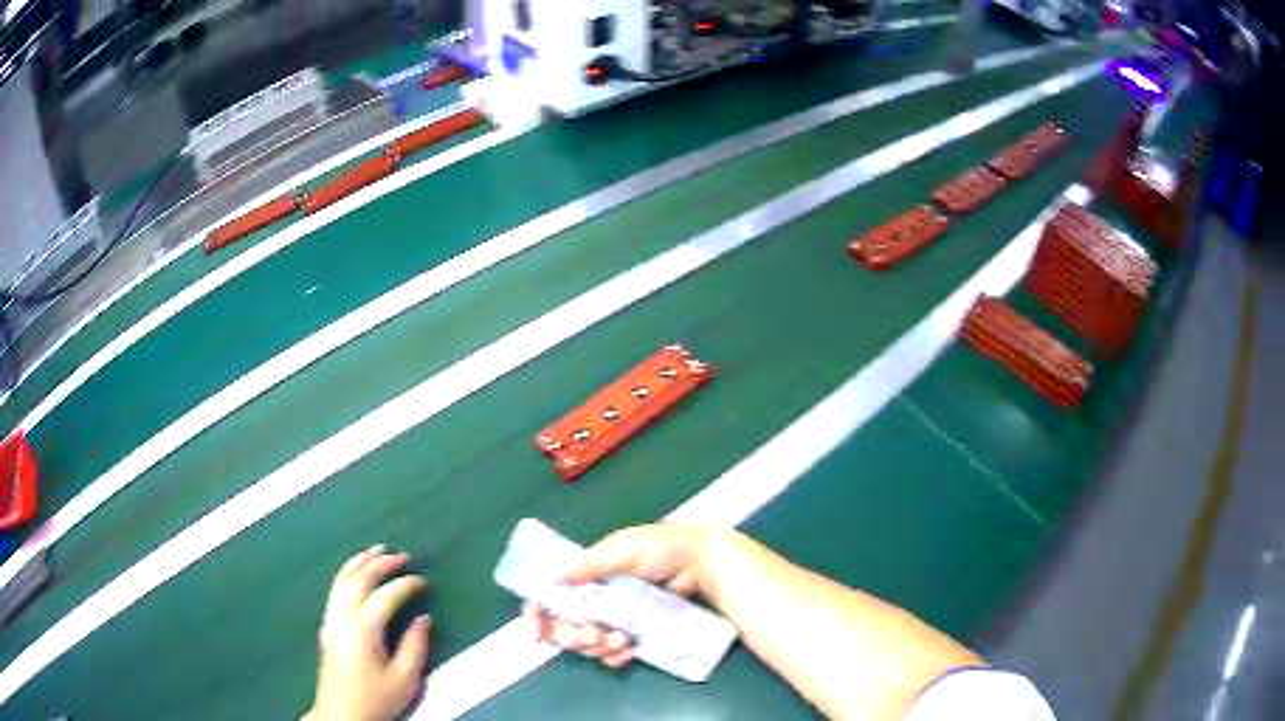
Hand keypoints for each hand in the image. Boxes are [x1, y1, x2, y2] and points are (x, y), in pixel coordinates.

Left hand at [308, 545, 430, 720]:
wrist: (341, 715)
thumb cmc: (376, 700)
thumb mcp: (405, 681)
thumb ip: (415, 647)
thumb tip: (423, 619)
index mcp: (363, 630)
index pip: (385, 596)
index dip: (406, 584)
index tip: (423, 581)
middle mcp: (342, 618)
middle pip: (359, 580)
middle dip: (381, 564)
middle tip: (401, 555)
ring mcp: (331, 620)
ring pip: (342, 580)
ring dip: (359, 563)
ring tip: (375, 551)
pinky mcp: (327, 627)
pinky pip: (335, 589)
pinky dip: (347, 574)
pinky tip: (355, 574)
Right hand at [525, 524, 723, 668]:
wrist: (705, 564)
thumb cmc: (663, 549)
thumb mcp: (623, 548)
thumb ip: (588, 564)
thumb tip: (553, 578)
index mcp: (588, 573)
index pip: (552, 594)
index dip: (539, 612)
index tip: (536, 631)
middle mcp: (597, 596)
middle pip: (566, 624)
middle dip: (572, 635)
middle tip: (589, 637)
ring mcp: (617, 616)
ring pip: (590, 640)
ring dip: (597, 645)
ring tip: (619, 641)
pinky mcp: (637, 631)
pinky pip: (614, 650)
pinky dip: (615, 654)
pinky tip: (627, 652)